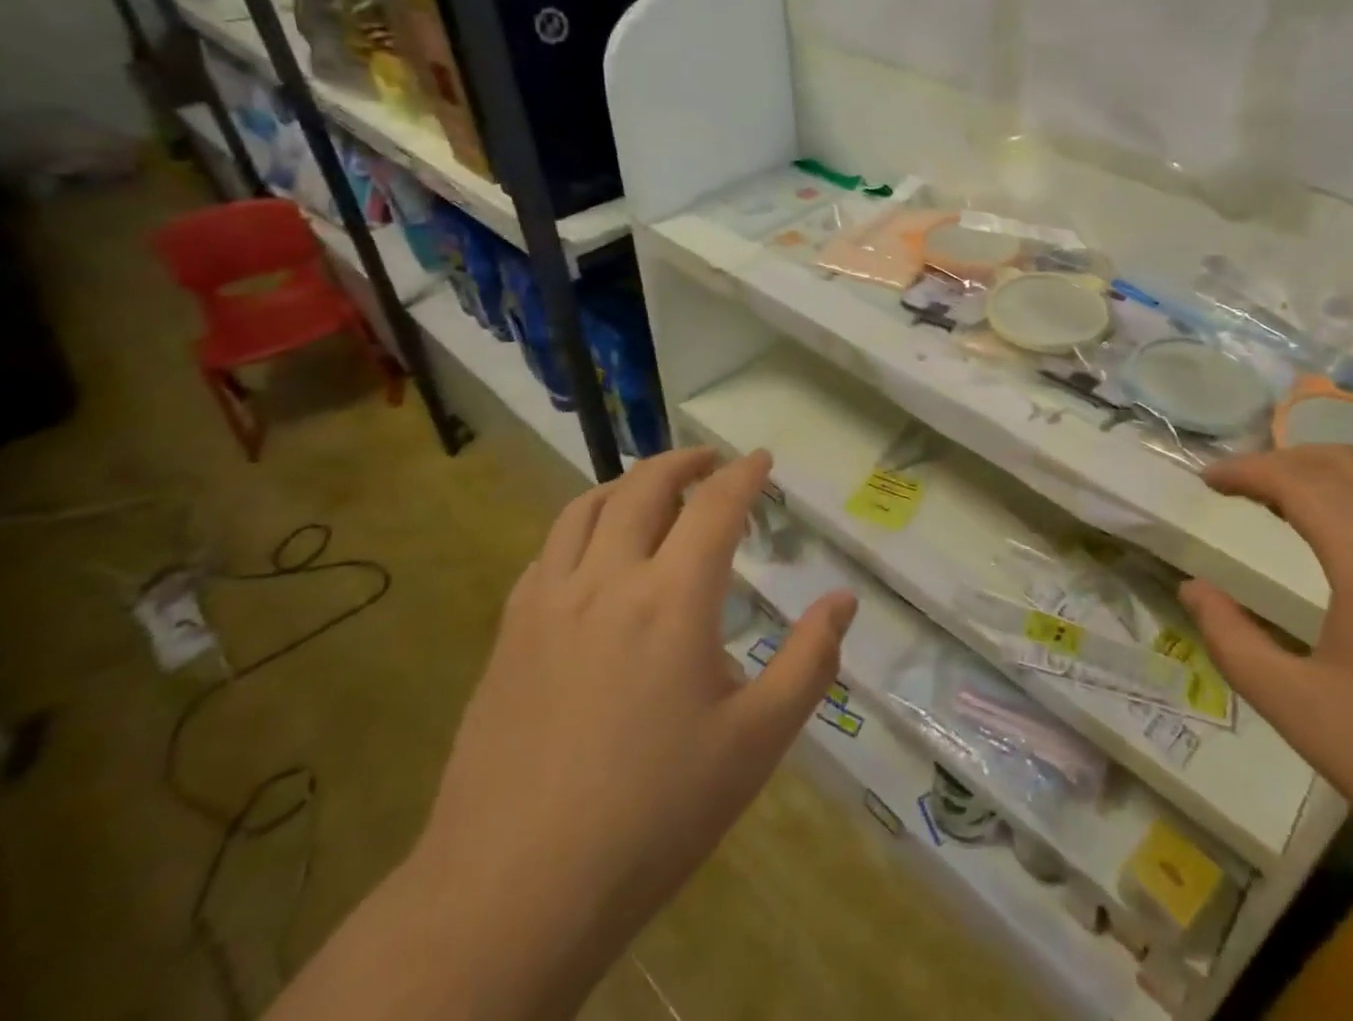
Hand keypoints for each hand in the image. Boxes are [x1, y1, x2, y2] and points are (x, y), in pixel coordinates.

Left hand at [411, 448, 855, 998]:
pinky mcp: (509, 635)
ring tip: (652, 489)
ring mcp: (548, 604)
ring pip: (585, 508)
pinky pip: (548, 551)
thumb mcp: (756, 743)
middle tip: (711, 462)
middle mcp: (608, 580)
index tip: (761, 459)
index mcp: (673, 598)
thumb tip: (843, 600)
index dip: (743, 474)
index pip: (715, 506)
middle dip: (683, 462)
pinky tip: (592, 553)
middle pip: (644, 487)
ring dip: (626, 483)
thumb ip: (809, 661)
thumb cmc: (654, 815)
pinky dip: (580, 526)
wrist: (514, 893)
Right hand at [1180, 445, 1352, 910]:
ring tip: (1290, 507)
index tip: (1206, 479)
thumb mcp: (1299, 709)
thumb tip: (1193, 589)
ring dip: (1332, 477)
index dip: (1245, 470)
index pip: (1298, 479)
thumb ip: (1232, 639)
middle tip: (1242, 485)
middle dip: (1285, 460)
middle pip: (1347, 461)